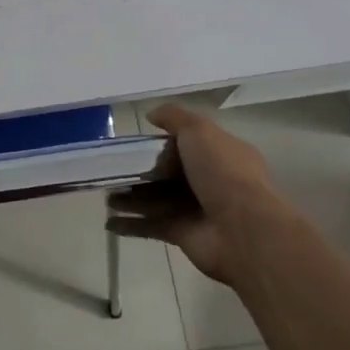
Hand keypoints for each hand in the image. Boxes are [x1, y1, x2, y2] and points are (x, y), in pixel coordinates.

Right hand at [106, 103, 298, 284]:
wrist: (243, 230)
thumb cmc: (223, 173)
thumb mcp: (199, 131)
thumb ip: (174, 118)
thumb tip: (151, 115)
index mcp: (220, 153)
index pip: (188, 143)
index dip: (163, 141)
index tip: (136, 142)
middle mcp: (210, 180)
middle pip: (169, 173)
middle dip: (141, 172)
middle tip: (113, 169)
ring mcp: (196, 209)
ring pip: (157, 199)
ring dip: (131, 198)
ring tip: (106, 194)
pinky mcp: (183, 234)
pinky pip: (152, 226)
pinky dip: (131, 224)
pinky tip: (109, 222)